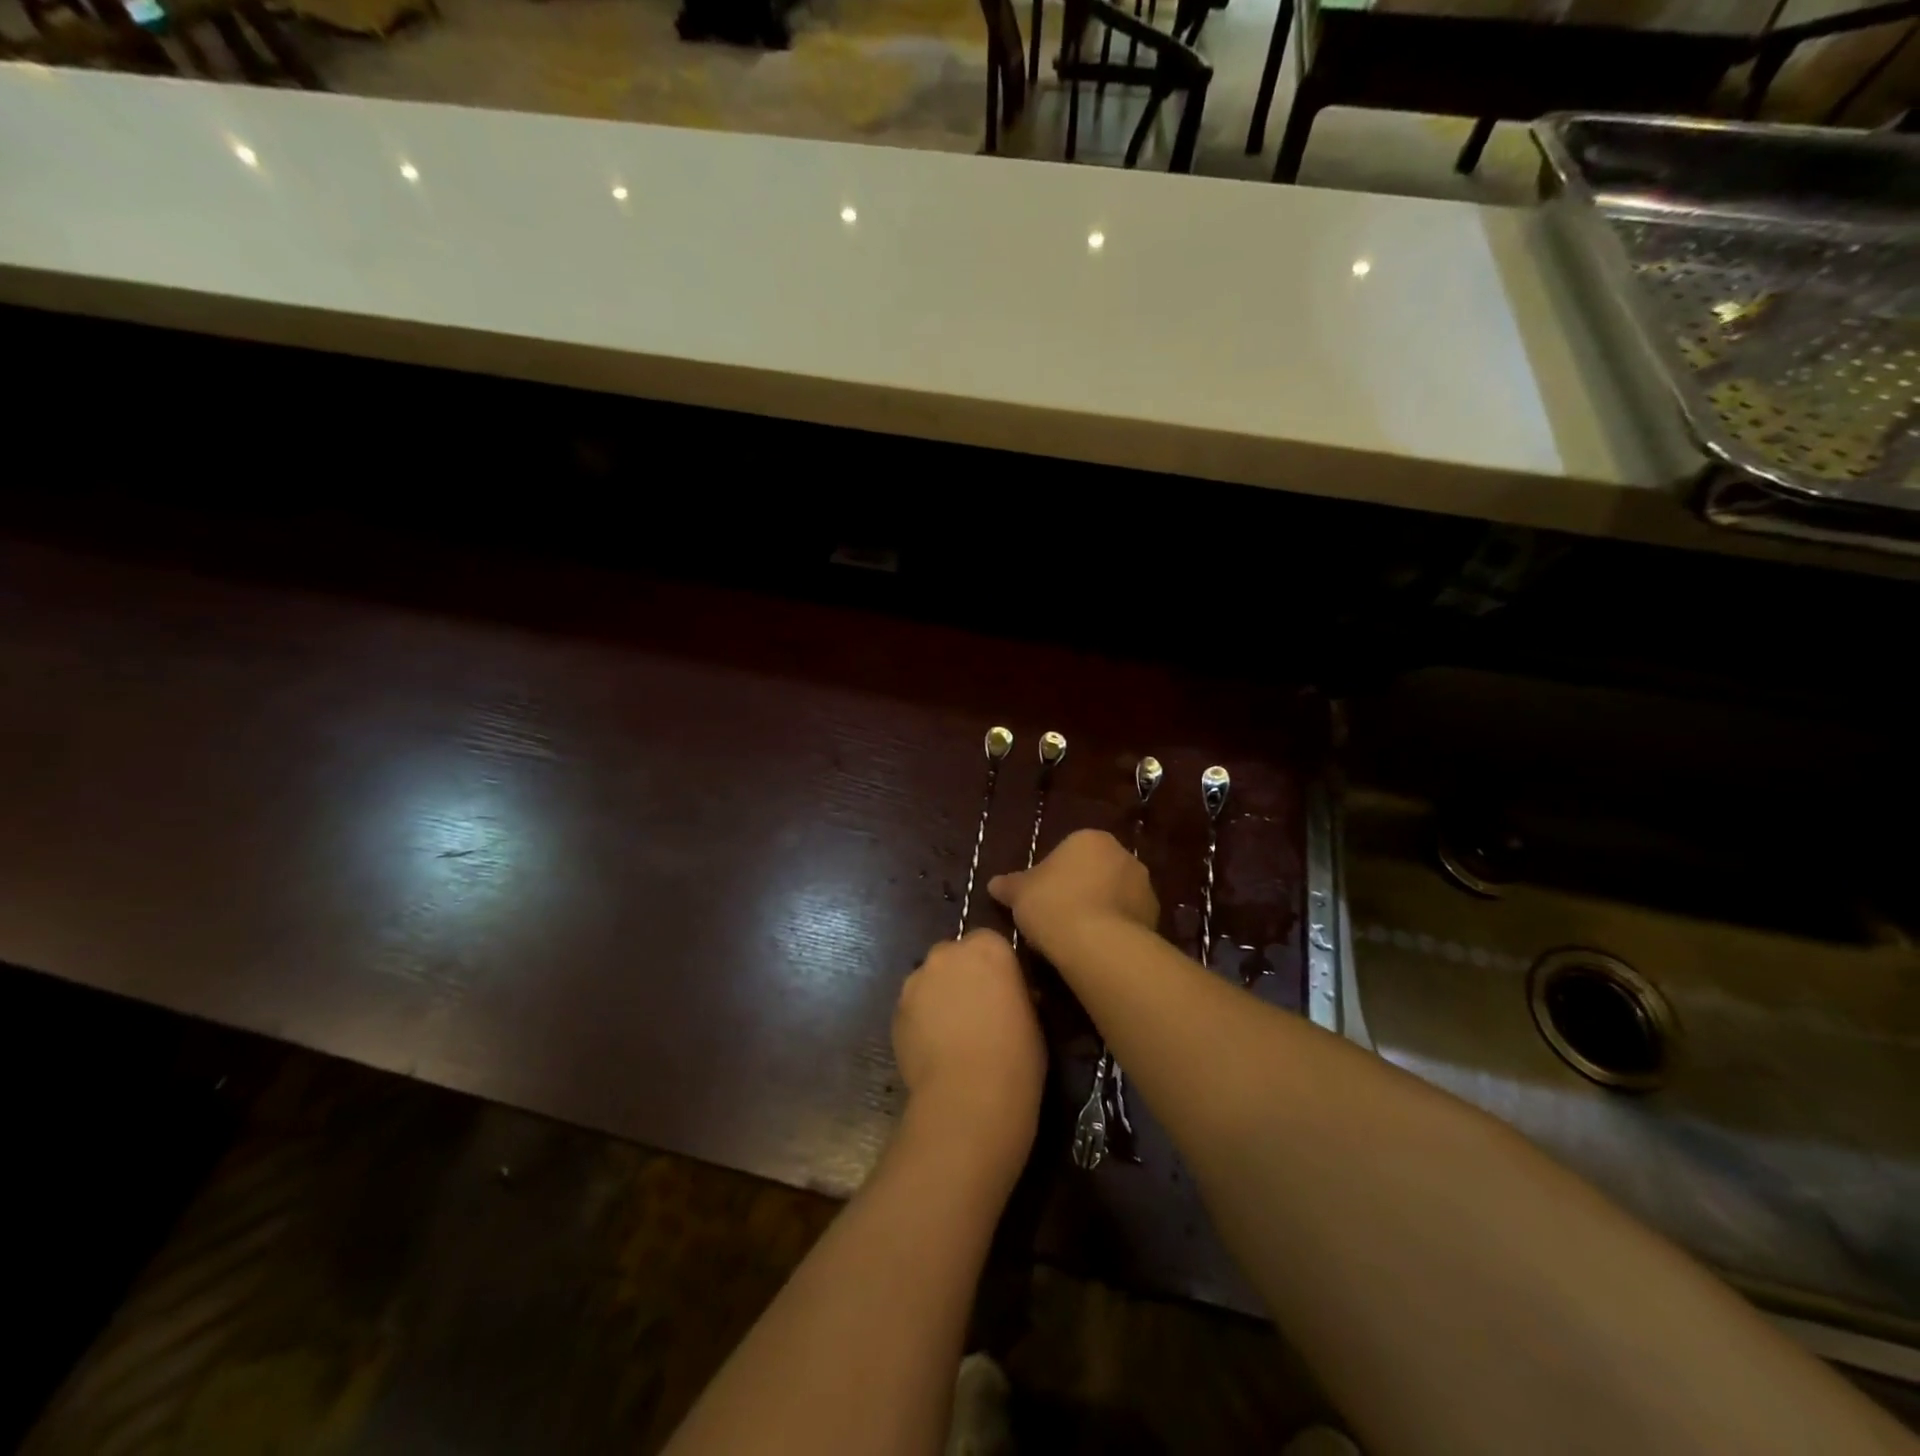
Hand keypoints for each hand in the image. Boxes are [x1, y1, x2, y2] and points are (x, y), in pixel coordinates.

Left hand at [892, 930, 1044, 1188]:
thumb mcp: (1033, 1015)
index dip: (995, 967)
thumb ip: (1015, 991)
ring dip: (939, 996)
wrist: (970, 1096)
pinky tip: (934, 1049)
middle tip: (976, 1010)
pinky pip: (913, 1008)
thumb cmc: (1016, 1055)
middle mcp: (947, 953)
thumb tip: (1008, 995)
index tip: (1003, 990)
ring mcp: (916, 980)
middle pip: (954, 956)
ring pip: (929, 981)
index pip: (989, 942)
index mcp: (988, 947)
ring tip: (952, 1034)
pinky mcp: (896, 1010)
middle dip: (962, 976)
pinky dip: (921, 1020)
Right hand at [989, 828, 1157, 952]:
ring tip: (1078, 938)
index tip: (1042, 899)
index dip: (1054, 875)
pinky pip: (1128, 920)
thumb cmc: (1053, 905)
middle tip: (1058, 917)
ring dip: (1101, 909)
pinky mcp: (1155, 917)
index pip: (1070, 852)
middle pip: (1096, 871)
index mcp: (1090, 839)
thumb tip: (993, 884)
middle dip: (1081, 889)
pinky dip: (1115, 930)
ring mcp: (1144, 886)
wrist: (1098, 944)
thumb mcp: (1019, 894)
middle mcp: (1123, 855)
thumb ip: (1008, 885)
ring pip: (1115, 895)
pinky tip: (1097, 949)